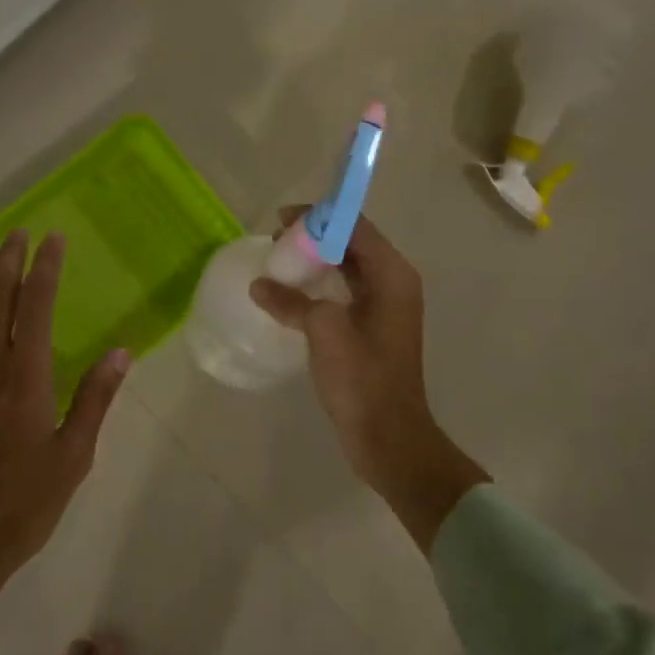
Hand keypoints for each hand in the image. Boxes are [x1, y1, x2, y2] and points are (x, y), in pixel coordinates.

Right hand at [250, 211, 488, 550]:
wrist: (388, 436)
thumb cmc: (362, 378)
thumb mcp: (324, 331)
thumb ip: (291, 301)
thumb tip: (260, 285)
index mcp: (392, 275)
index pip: (355, 226)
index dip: (319, 217)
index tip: (281, 220)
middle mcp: (393, 282)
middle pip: (351, 242)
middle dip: (313, 237)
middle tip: (275, 242)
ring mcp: (384, 306)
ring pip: (346, 267)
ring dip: (314, 261)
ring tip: (278, 263)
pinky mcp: (372, 326)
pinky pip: (343, 291)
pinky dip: (319, 285)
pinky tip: (291, 293)